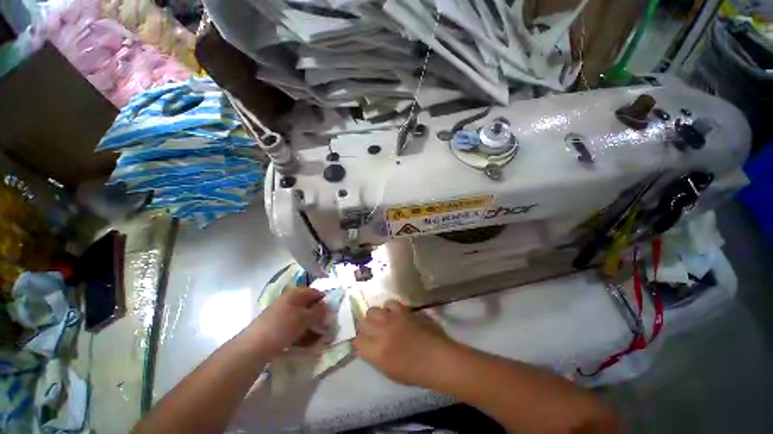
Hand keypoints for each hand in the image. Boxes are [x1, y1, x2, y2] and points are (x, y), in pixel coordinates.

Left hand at [249, 286, 327, 354]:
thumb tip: (327, 306)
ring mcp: (282, 311)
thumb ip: (319, 310)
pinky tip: (304, 342)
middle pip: (309, 305)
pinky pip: (294, 325)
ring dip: (311, 325)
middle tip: (324, 327)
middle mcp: (289, 299)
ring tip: (316, 337)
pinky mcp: (277, 324)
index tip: (330, 314)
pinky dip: (301, 331)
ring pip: (302, 316)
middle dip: (318, 316)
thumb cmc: (283, 327)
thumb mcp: (305, 318)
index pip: (316, 293)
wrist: (254, 346)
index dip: (325, 302)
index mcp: (296, 292)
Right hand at [353, 300, 456, 387]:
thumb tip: (367, 347)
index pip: (357, 341)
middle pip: (363, 322)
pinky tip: (392, 313)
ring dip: (375, 316)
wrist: (436, 358)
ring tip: (381, 320)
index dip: (360, 342)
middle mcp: (381, 332)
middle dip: (365, 327)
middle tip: (371, 331)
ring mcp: (392, 319)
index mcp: (376, 352)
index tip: (364, 343)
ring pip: (373, 310)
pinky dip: (388, 307)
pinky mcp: (403, 311)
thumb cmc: (414, 372)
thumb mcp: (389, 371)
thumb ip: (374, 357)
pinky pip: (389, 302)